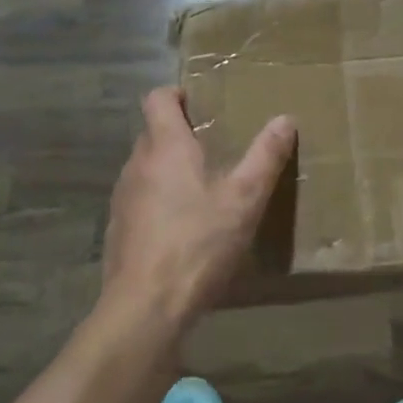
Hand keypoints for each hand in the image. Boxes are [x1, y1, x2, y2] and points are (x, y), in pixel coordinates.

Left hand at [100, 88, 296, 334]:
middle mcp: (137, 164)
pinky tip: (182, 229)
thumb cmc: (197, 243)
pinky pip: (139, 200)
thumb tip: (284, 119)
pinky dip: (157, 202)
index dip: (175, 94)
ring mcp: (122, 198)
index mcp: (166, 147)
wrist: (145, 308)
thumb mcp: (244, 200)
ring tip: (201, 188)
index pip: (157, 98)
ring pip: (145, 168)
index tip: (198, 103)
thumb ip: (265, 157)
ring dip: (168, 169)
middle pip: (153, 133)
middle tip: (213, 146)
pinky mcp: (117, 230)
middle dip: (179, 134)